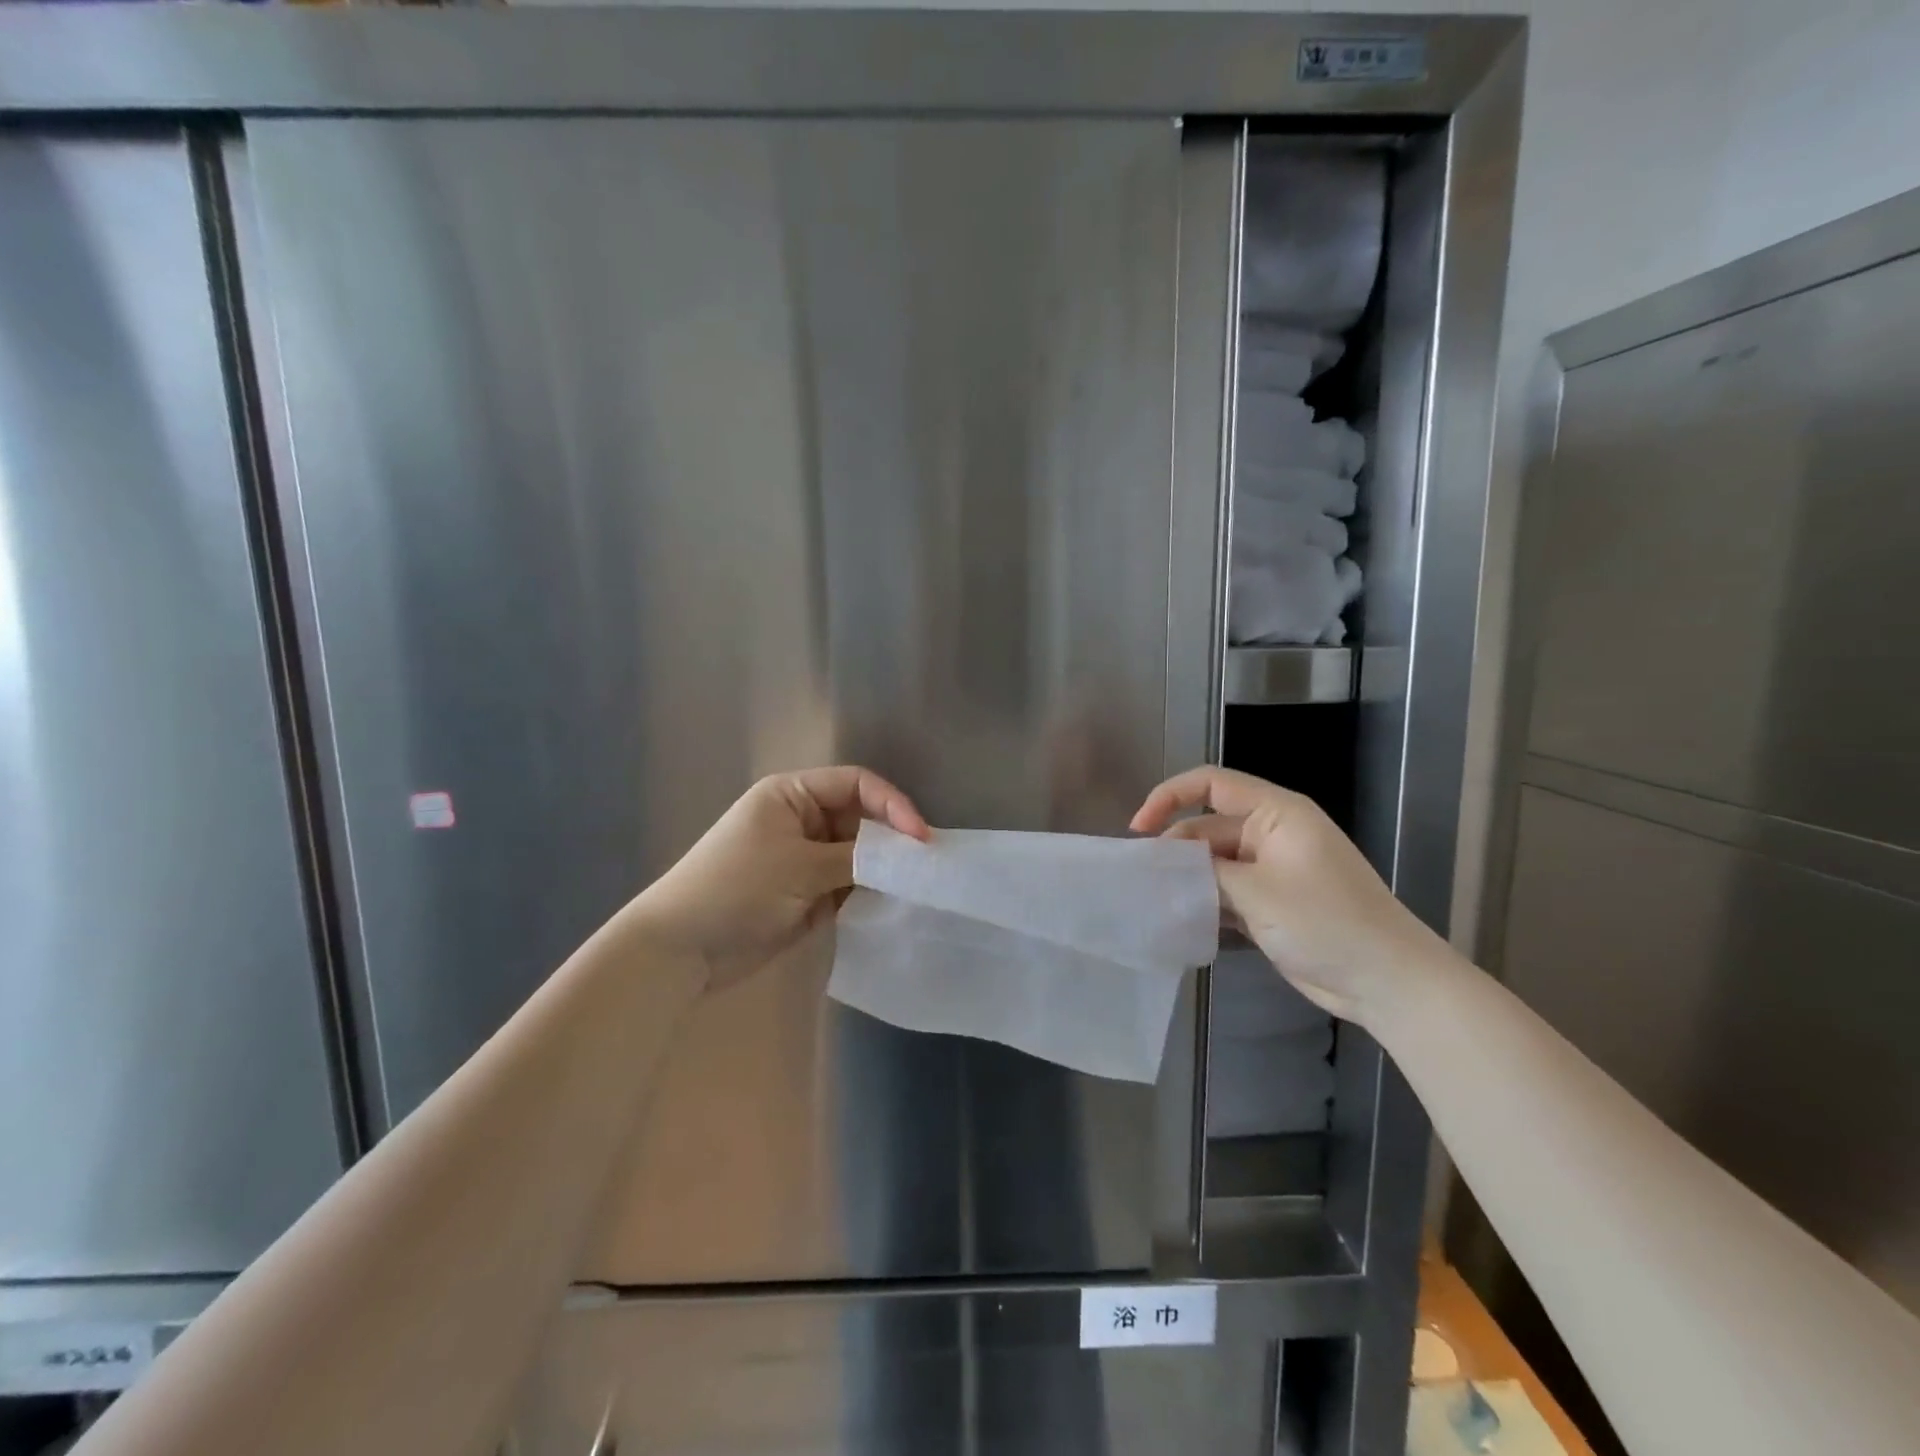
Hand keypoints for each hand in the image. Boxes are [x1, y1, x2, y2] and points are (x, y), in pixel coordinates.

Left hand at [633, 767, 928, 991]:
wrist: (682, 950)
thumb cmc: (736, 889)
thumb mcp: (800, 866)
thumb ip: (858, 859)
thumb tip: (906, 857)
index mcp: (793, 794)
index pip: (856, 784)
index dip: (892, 805)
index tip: (920, 838)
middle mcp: (802, 819)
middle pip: (861, 818)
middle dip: (892, 840)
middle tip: (925, 867)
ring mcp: (805, 858)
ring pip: (859, 855)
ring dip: (883, 870)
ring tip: (914, 888)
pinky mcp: (807, 893)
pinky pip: (848, 885)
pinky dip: (868, 893)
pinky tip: (891, 905)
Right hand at [1131, 767, 1456, 1025]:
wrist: (1388, 981)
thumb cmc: (1326, 922)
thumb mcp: (1256, 893)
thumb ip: (1204, 872)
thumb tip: (1163, 865)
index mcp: (1276, 813)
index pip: (1210, 784)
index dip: (1168, 798)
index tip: (1139, 831)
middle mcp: (1272, 833)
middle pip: (1208, 828)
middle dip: (1175, 851)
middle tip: (1143, 883)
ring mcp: (1273, 870)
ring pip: (1214, 863)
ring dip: (1188, 880)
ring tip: (1155, 904)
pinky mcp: (1273, 902)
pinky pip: (1227, 891)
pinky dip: (1206, 902)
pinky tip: (1182, 921)